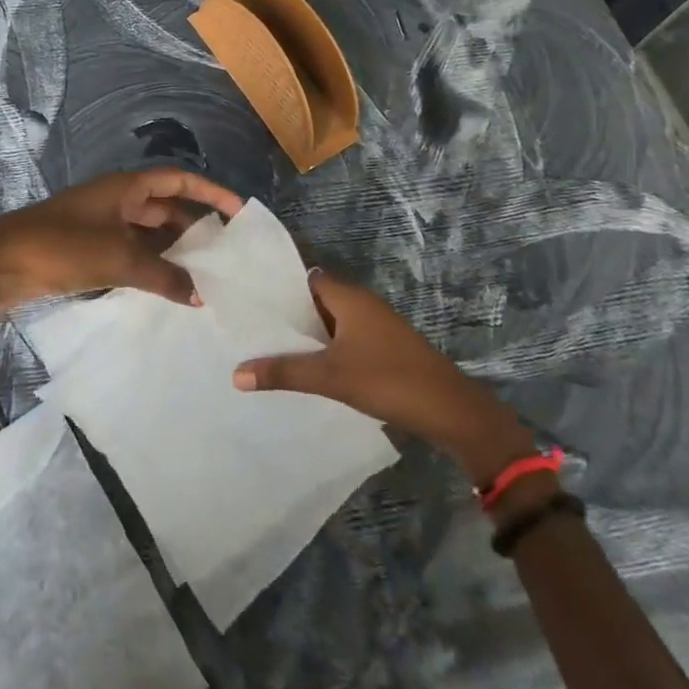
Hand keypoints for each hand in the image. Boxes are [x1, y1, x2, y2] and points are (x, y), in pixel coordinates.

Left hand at [0, 169, 243, 325]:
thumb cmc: (60, 247)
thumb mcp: (117, 260)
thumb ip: (163, 276)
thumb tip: (200, 295)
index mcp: (124, 187)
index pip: (178, 180)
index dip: (210, 192)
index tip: (239, 212)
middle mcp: (115, 200)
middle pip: (164, 206)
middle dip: (194, 225)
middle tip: (226, 253)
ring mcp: (99, 225)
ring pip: (147, 232)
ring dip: (172, 250)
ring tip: (205, 276)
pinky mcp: (86, 250)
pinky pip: (129, 253)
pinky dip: (150, 266)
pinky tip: (166, 289)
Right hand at [233, 274, 534, 483]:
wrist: (452, 411)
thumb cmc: (388, 379)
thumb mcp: (331, 377)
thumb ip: (284, 372)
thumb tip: (235, 374)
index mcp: (348, 296)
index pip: (304, 277)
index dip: (278, 287)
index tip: (250, 300)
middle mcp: (361, 302)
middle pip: (316, 300)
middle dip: (289, 314)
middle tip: (253, 327)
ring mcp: (376, 325)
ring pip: (331, 321)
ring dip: (309, 334)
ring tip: (272, 347)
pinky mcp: (385, 347)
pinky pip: (346, 338)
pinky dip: (327, 348)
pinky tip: (309, 367)